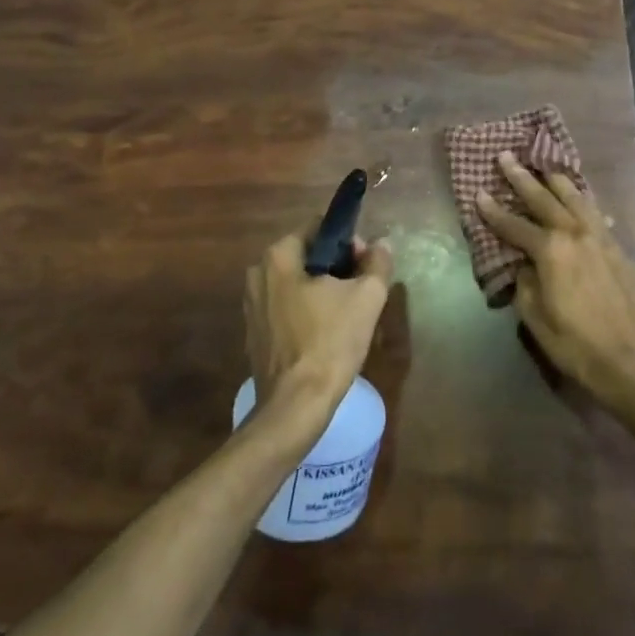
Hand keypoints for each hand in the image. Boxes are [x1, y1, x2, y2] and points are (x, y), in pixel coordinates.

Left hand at [244, 233, 391, 424]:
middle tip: (361, 290)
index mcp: (279, 256)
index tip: (366, 264)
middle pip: (307, 256)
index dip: (348, 241)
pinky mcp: (254, 334)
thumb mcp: (367, 297)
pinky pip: (286, 310)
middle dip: (336, 268)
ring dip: (322, 292)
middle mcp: (258, 274)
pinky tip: (326, 335)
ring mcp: (252, 306)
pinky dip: (306, 313)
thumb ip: (378, 262)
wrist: (295, 406)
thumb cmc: (330, 342)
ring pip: (297, 284)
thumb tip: (382, 244)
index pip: (319, 228)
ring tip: (348, 315)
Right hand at [476, 153, 634, 410]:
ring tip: (544, 166)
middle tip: (507, 157)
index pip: (514, 225)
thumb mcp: (536, 319)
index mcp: (551, 251)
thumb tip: (524, 264)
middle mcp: (575, 234)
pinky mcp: (619, 249)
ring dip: (557, 181)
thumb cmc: (576, 344)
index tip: (478, 192)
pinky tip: (582, 200)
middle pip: (544, 199)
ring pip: (576, 198)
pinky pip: (597, 215)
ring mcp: (601, 239)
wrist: (632, 362)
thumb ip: (525, 283)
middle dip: (522, 178)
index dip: (493, 210)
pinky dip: (584, 203)